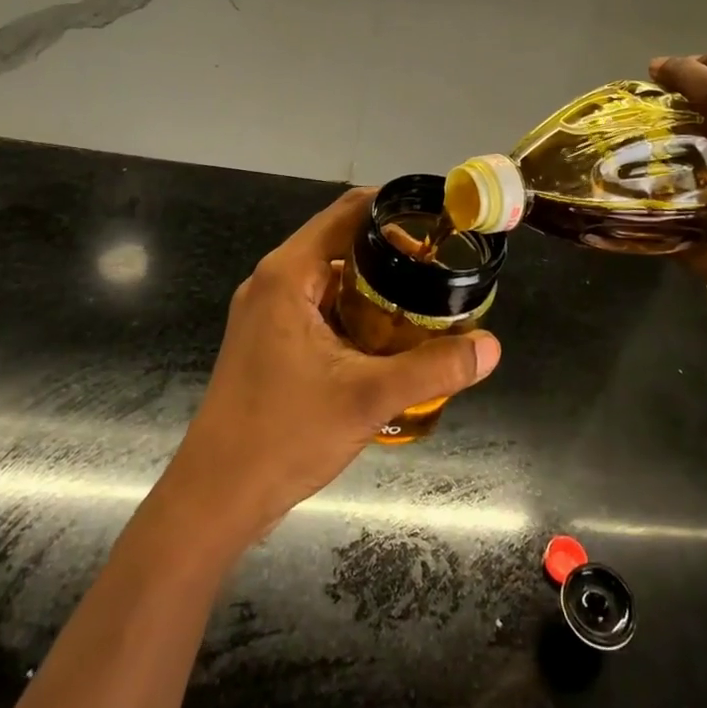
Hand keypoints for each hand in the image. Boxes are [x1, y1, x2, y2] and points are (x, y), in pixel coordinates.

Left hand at [163, 188, 500, 546]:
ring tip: (426, 299)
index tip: (440, 222)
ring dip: (376, 284)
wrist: (215, 498)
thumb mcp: (368, 398)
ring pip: (332, 277)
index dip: (396, 209)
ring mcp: (268, 312)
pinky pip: (321, 306)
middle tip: (442, 269)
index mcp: (288, 274)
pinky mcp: (270, 340)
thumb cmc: (283, 436)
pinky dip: (356, 310)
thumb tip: (492, 346)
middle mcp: (274, 281)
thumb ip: (433, 367)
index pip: (348, 212)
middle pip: (342, 241)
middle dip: (393, 251)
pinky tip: (389, 338)